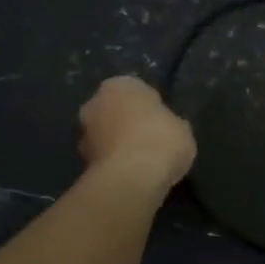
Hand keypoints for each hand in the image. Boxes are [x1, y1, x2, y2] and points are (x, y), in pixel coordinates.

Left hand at [78, 76, 195, 197]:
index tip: (161, 123)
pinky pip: (104, 158)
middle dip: (127, 124)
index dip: (150, 108)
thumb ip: (169, 123)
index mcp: (120, 85)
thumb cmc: (161, 140)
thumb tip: (167, 127)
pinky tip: (132, 175)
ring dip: (117, 145)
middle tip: (149, 141)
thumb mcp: (182, 128)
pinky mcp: (82, 161)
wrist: (133, 178)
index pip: (137, 91)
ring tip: (141, 163)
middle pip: (114, 112)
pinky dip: (114, 164)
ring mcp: (83, 133)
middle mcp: (95, 103)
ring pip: (105, 135)